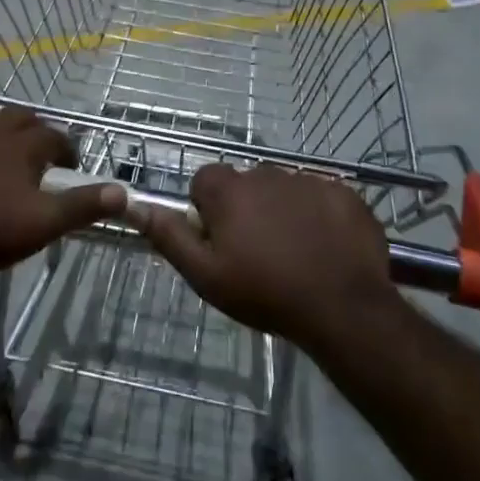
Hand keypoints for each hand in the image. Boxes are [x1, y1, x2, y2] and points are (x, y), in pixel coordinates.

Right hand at [140, 164, 392, 348]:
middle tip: (257, 253)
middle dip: (246, 209)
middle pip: (245, 184)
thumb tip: (136, 206)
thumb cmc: (265, 292)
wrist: (342, 307)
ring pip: (283, 189)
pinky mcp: (343, 192)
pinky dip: (318, 215)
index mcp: (229, 189)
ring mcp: (309, 179)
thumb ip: (169, 236)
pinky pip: (320, 196)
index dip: (208, 210)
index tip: (220, 241)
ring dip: (282, 211)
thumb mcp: (205, 274)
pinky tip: (325, 248)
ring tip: (294, 254)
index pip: (205, 181)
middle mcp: (266, 173)